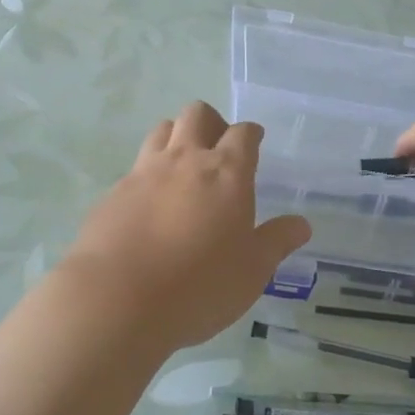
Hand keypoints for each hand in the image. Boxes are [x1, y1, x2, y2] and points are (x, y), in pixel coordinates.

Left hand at [61, 103, 311, 352]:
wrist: (117, 299)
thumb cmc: (199, 285)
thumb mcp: (252, 271)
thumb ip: (276, 242)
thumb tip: (301, 224)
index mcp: (226, 172)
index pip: (243, 133)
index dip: (251, 134)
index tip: (254, 142)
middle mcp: (185, 160)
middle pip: (197, 114)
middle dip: (211, 123)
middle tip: (218, 151)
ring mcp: (144, 172)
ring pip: (162, 130)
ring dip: (176, 138)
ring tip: (183, 169)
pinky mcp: (113, 193)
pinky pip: (135, 168)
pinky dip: (147, 175)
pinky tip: (149, 207)